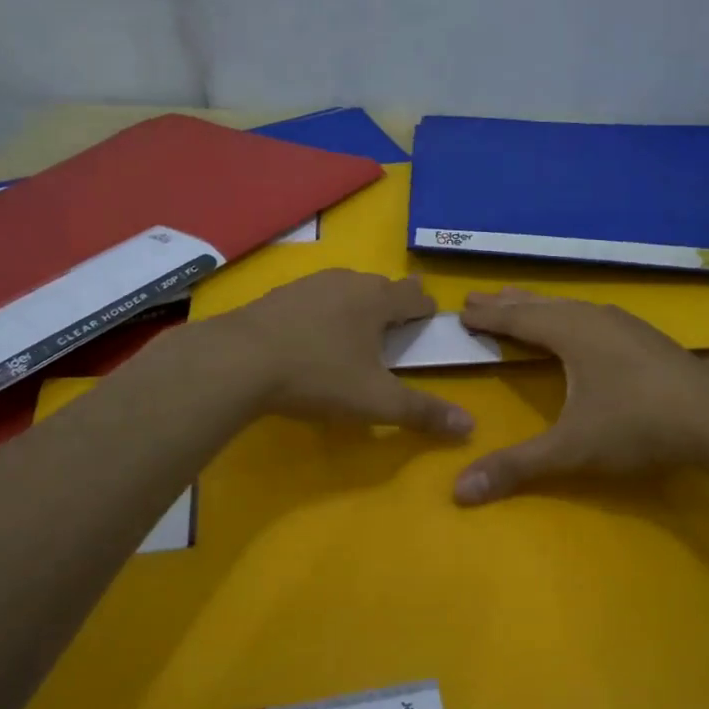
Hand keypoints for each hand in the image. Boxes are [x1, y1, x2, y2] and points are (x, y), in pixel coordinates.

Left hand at [213, 270, 474, 436]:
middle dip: (392, 306)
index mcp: (378, 300)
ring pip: (345, 290)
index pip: (415, 297)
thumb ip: (423, 412)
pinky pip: (314, 299)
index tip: (429, 323)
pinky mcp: (278, 296)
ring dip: (356, 307)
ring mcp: (309, 284)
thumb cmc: (319, 375)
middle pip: (381, 288)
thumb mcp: (376, 401)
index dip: (427, 310)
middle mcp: (347, 281)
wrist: (238, 360)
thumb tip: (470, 427)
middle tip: (395, 330)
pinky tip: (310, 337)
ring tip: (354, 333)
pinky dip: (322, 313)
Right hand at [451, 288, 708, 503]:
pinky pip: (590, 313)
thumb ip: (516, 466)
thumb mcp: (571, 449)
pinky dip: (566, 313)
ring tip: (519, 303)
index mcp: (569, 332)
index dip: (487, 316)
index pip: (516, 318)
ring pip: (568, 305)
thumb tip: (458, 491)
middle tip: (476, 297)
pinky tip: (578, 323)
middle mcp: (592, 317)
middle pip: (539, 303)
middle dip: (506, 302)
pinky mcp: (643, 335)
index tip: (460, 309)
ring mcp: (622, 323)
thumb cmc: (636, 425)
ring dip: (538, 305)